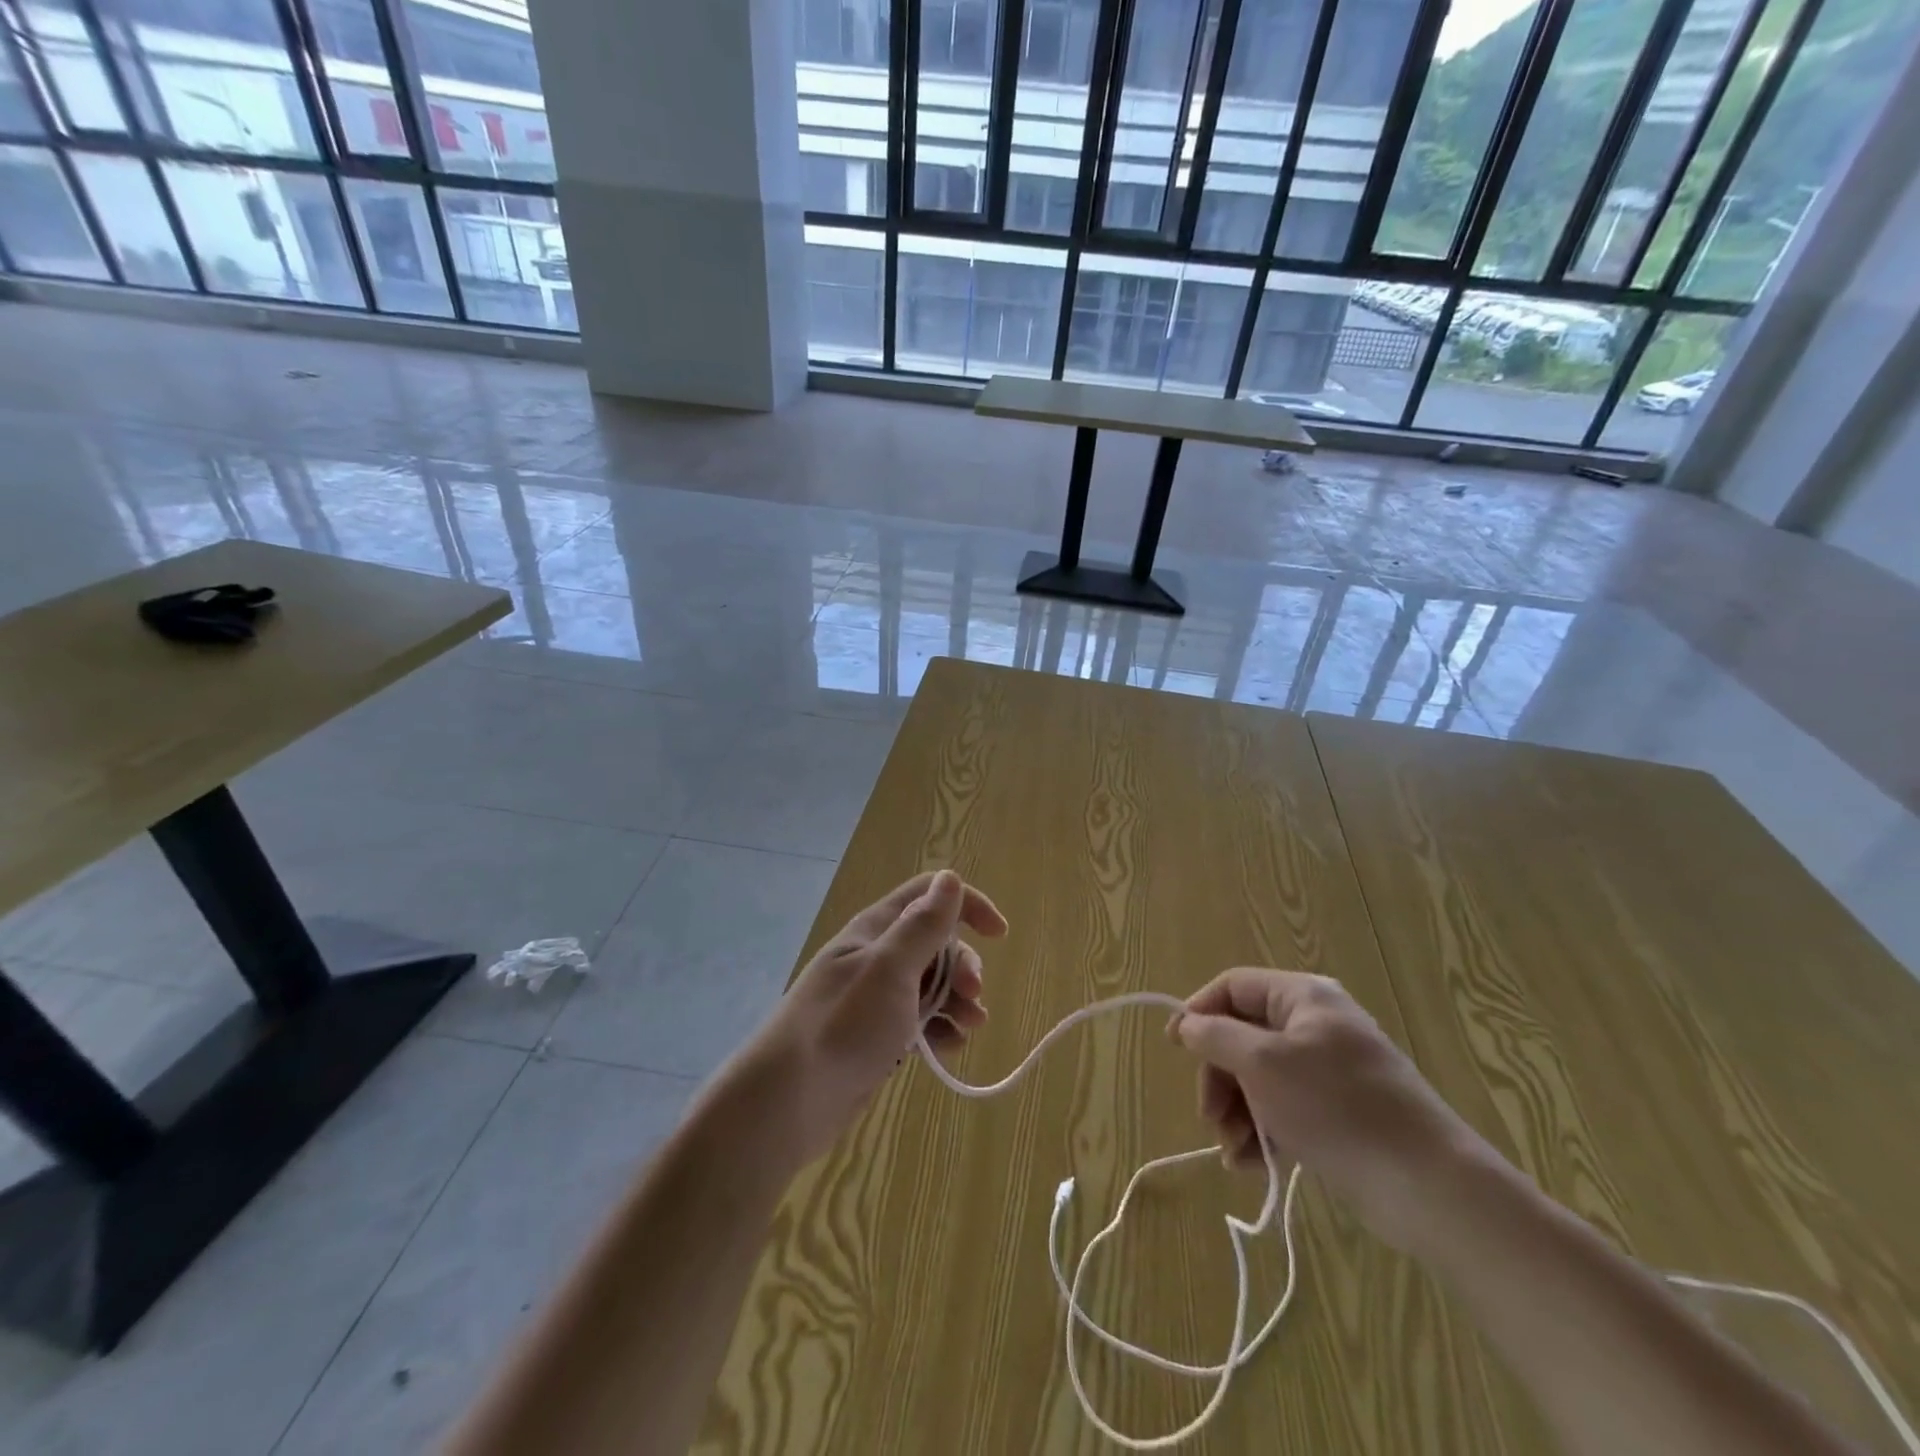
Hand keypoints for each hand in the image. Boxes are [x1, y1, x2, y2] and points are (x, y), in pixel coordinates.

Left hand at [737, 870, 1007, 1169]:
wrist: (788, 1102)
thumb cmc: (843, 1025)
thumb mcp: (890, 969)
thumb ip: (923, 925)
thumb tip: (950, 878)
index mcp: (876, 929)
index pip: (929, 896)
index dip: (967, 905)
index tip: (999, 935)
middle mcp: (876, 956)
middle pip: (935, 943)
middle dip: (962, 965)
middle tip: (973, 996)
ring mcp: (874, 998)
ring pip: (931, 985)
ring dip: (957, 1001)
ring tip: (968, 1029)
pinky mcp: (875, 1035)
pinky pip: (918, 1020)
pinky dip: (939, 1029)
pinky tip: (948, 1048)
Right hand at [1174, 969, 1484, 1250]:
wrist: (1430, 1187)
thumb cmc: (1337, 1107)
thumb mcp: (1262, 1064)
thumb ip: (1215, 1036)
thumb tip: (1186, 1023)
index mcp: (1302, 997)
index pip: (1232, 987)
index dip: (1199, 1012)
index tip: (1174, 1048)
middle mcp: (1315, 1025)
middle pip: (1243, 1036)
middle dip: (1220, 1077)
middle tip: (1210, 1118)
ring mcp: (1330, 1071)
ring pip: (1261, 1078)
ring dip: (1238, 1112)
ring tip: (1235, 1152)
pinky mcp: (1340, 1113)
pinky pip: (1285, 1110)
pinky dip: (1265, 1133)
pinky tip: (1254, 1166)